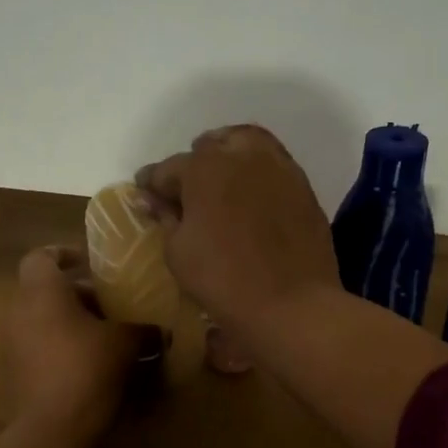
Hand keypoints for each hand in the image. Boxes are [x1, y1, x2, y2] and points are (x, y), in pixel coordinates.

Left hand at [4, 246, 147, 442]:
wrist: (48, 430)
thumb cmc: (85, 369)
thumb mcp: (124, 343)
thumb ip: (141, 329)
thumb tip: (160, 330)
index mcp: (41, 292)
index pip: (41, 256)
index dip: (64, 254)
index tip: (89, 264)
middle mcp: (18, 312)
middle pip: (45, 290)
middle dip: (78, 296)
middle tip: (111, 306)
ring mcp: (10, 345)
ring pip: (41, 320)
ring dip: (69, 322)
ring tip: (104, 336)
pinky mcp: (12, 374)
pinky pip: (36, 347)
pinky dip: (59, 347)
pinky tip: (89, 365)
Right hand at [134, 125, 339, 334]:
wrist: (293, 303)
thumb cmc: (224, 279)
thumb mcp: (178, 252)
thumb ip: (166, 218)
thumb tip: (156, 201)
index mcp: (203, 167)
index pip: (167, 169)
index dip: (152, 183)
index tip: (145, 194)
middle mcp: (241, 155)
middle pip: (210, 146)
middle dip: (193, 164)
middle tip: (186, 190)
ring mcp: (278, 167)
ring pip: (247, 144)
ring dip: (228, 156)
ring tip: (221, 181)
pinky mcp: (302, 185)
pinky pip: (273, 165)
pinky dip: (256, 172)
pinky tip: (251, 196)